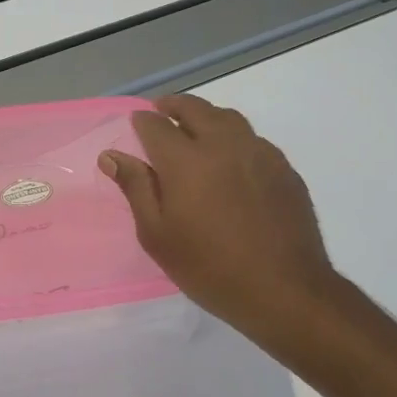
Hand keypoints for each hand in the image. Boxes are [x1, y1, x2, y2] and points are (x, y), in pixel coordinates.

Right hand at [100, 94, 341, 350]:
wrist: (283, 290)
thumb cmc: (208, 267)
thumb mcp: (157, 234)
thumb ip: (136, 188)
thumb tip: (112, 156)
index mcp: (186, 160)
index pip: (156, 125)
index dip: (142, 122)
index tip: (135, 125)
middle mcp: (223, 145)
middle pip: (196, 109)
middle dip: (174, 106)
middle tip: (162, 112)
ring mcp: (259, 153)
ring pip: (229, 118)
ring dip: (206, 116)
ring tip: (195, 129)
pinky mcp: (284, 169)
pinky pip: (253, 139)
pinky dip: (233, 137)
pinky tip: (230, 159)